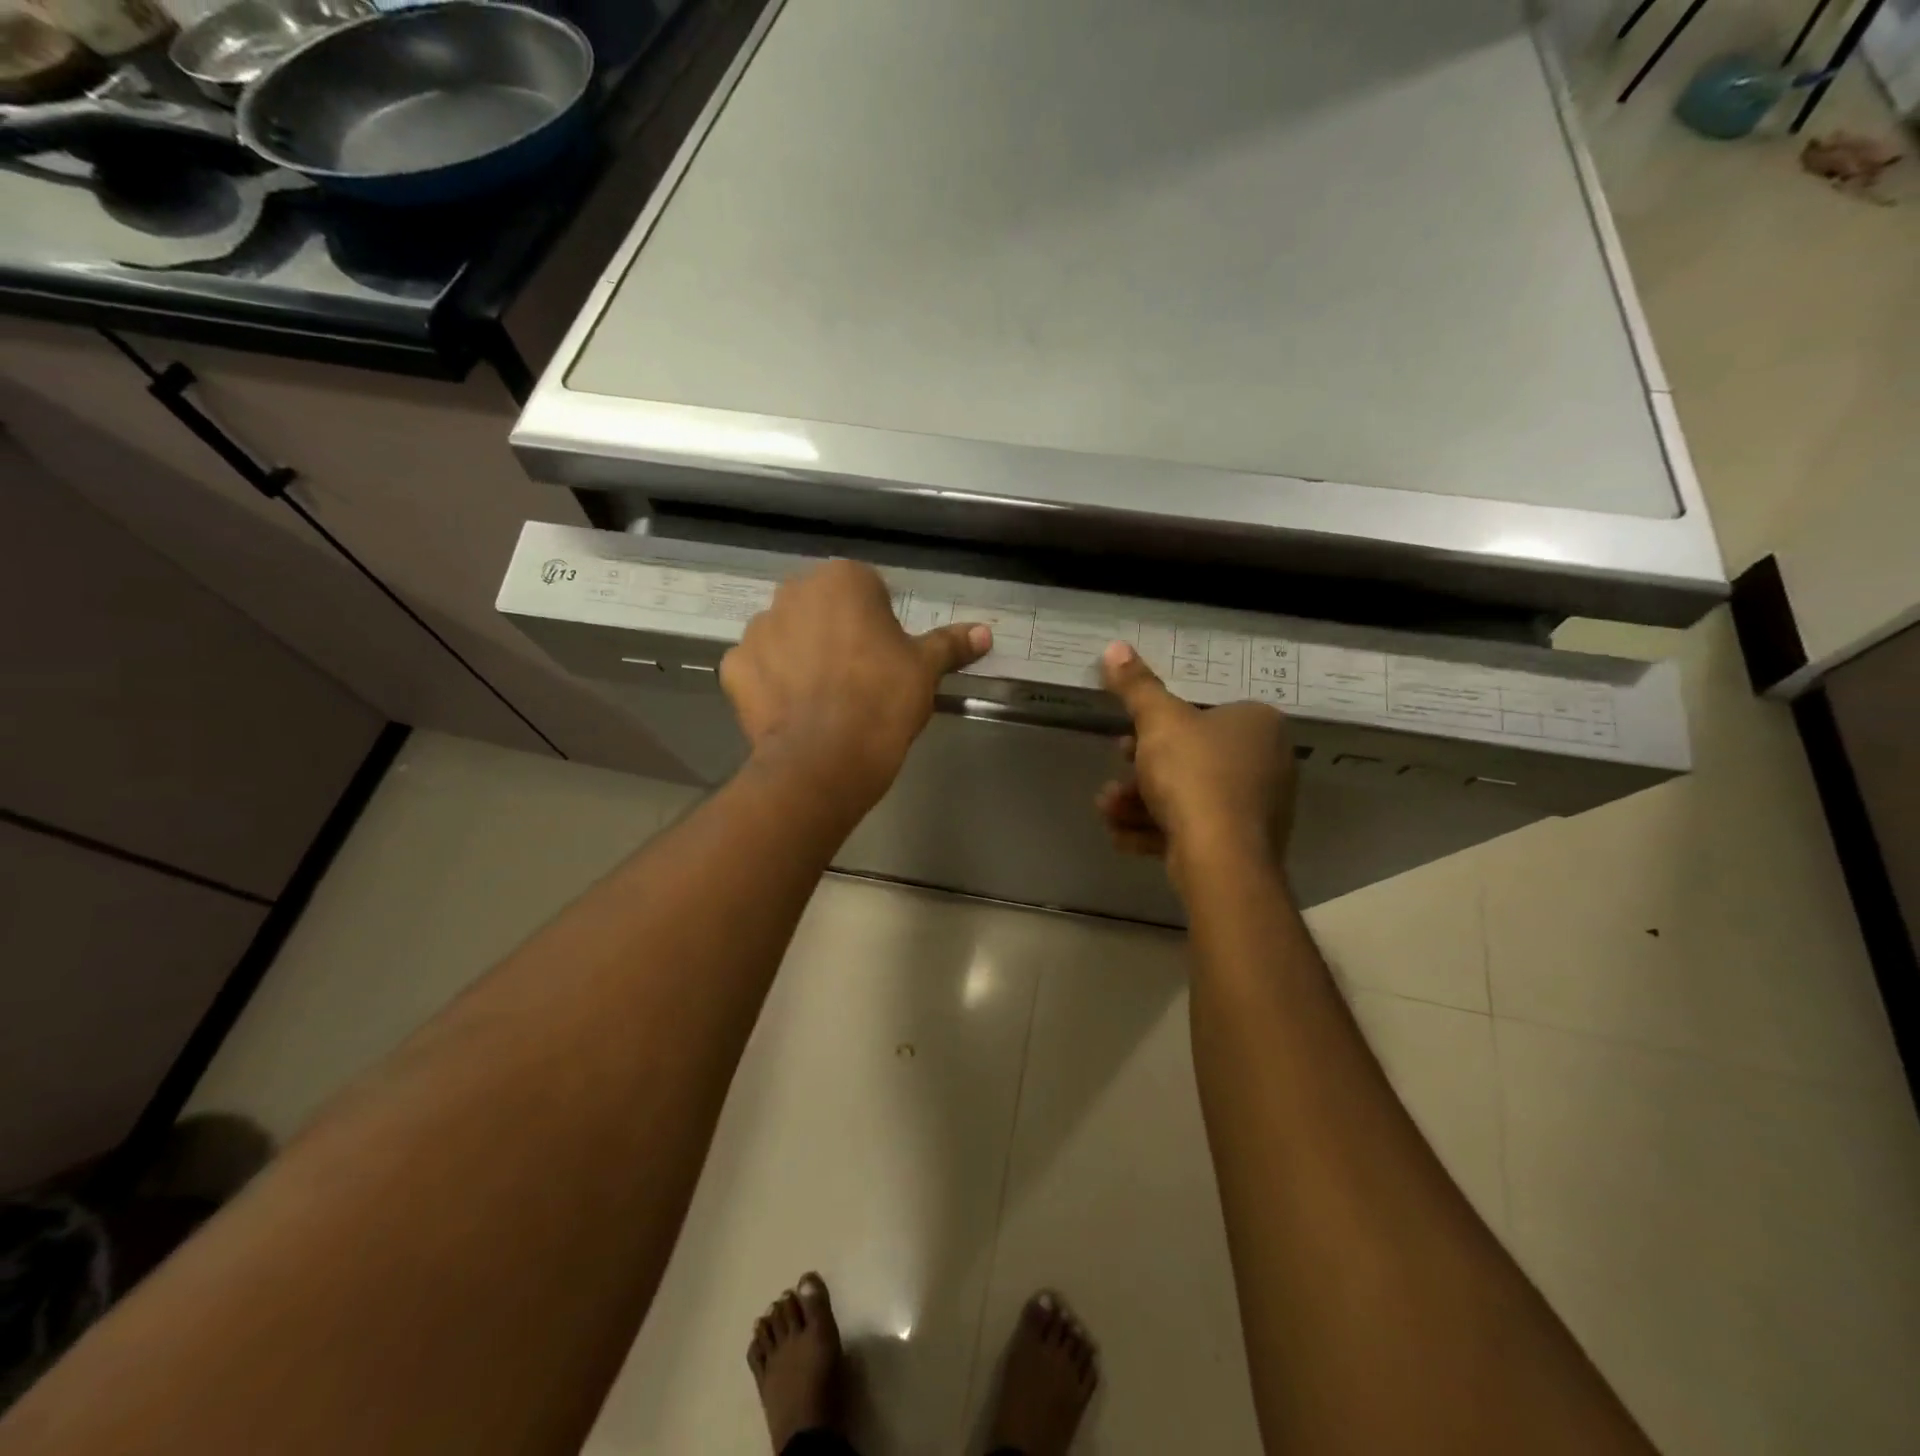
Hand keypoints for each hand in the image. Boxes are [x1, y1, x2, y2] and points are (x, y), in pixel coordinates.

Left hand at [721, 560, 990, 820]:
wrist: (825, 759)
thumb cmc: (882, 701)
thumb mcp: (925, 670)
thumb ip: (951, 644)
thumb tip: (985, 632)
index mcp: (843, 580)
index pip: (868, 589)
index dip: (881, 624)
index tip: (887, 658)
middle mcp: (792, 592)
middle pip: (822, 608)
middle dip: (837, 633)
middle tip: (858, 678)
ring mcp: (756, 629)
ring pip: (787, 636)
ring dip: (802, 655)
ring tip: (824, 699)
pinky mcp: (733, 668)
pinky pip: (759, 668)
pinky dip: (772, 684)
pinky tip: (794, 711)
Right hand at [1095, 641, 1296, 889]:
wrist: (1221, 856)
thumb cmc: (1193, 774)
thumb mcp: (1158, 722)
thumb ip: (1137, 687)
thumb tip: (1115, 647)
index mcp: (1258, 723)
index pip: (1204, 714)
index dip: (1159, 727)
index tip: (1128, 738)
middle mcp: (1267, 762)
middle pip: (1192, 758)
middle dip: (1142, 770)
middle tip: (1116, 774)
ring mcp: (1258, 808)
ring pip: (1188, 797)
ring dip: (1140, 801)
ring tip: (1108, 809)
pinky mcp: (1244, 845)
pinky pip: (1195, 829)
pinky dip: (1157, 830)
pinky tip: (1121, 836)